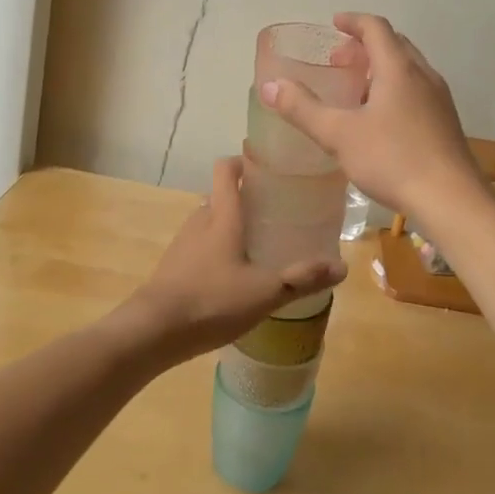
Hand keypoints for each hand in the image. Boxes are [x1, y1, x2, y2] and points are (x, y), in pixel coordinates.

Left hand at [119, 156, 344, 365]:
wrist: (152, 331)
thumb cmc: (210, 301)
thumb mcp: (264, 292)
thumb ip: (302, 279)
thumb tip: (342, 266)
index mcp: (222, 215)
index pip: (226, 169)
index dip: (245, 161)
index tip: (269, 169)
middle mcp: (200, 220)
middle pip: (222, 195)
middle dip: (247, 198)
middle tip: (277, 212)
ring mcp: (183, 243)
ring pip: (211, 221)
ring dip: (232, 225)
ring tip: (260, 244)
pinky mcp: (174, 265)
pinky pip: (201, 245)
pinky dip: (218, 249)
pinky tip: (235, 275)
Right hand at [260, 12, 483, 221]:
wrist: (451, 200)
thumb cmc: (393, 160)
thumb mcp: (339, 135)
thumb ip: (303, 109)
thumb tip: (270, 86)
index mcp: (399, 69)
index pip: (376, 28)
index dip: (353, 21)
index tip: (334, 24)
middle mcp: (424, 75)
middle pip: (395, 45)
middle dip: (366, 45)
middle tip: (340, 60)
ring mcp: (439, 99)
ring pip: (409, 69)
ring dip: (382, 68)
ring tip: (357, 90)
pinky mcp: (446, 122)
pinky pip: (418, 90)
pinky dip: (395, 88)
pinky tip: (381, 120)